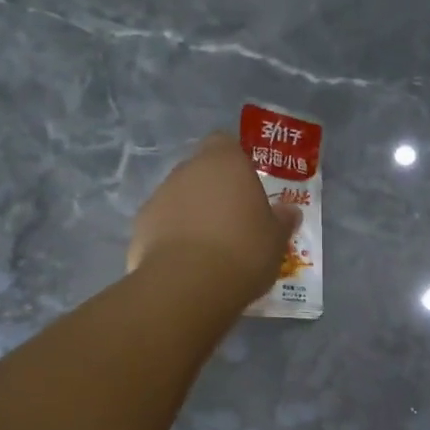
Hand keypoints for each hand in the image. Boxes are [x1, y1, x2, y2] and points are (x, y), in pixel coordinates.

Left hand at [129, 132, 295, 300]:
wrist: (189, 285)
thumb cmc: (243, 252)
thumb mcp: (276, 240)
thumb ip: (281, 221)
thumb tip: (289, 212)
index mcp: (225, 162)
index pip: (226, 143)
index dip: (235, 162)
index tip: (247, 187)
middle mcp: (187, 170)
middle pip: (201, 171)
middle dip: (213, 191)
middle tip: (233, 221)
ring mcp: (159, 196)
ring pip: (179, 198)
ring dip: (191, 214)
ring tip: (209, 248)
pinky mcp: (139, 226)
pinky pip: (162, 225)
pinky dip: (171, 238)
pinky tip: (186, 264)